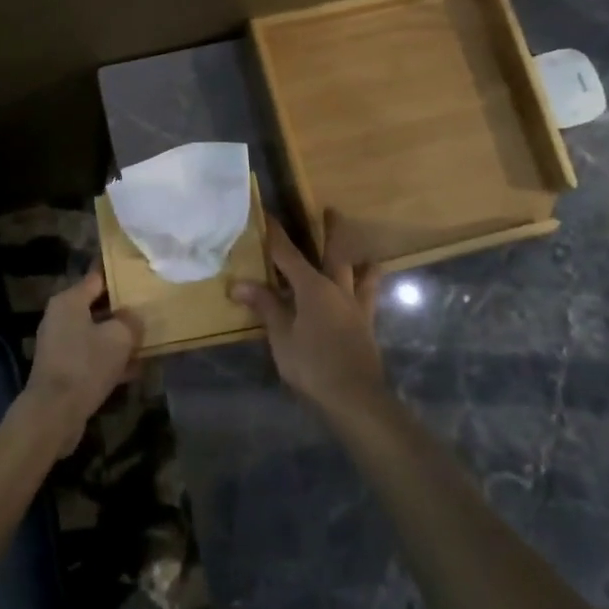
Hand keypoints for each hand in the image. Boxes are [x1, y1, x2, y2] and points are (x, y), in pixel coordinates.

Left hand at [22, 266, 143, 458]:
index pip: (97, 277)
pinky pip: (92, 356)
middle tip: (149, 308)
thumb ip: (131, 321)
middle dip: (122, 309)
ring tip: (146, 339)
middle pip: (96, 306)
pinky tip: (134, 369)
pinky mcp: (63, 369)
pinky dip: (110, 359)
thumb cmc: (86, 365)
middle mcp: (60, 317)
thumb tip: (133, 317)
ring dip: (118, 337)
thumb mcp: (119, 337)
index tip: (140, 274)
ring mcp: (59, 344)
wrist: (54, 413)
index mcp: (69, 301)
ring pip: (96, 333)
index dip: (120, 275)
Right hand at [231, 212, 386, 418]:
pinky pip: (369, 298)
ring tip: (365, 255)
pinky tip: (365, 295)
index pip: (288, 254)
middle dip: (331, 231)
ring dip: (361, 261)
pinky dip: (368, 289)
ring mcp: (356, 307)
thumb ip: (265, 307)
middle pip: (335, 253)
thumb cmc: (312, 364)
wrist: (354, 398)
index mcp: (313, 287)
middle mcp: (338, 289)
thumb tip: (239, 284)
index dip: (275, 234)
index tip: (267, 214)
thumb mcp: (281, 336)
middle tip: (331, 211)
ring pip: (362, 274)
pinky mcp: (366, 326)